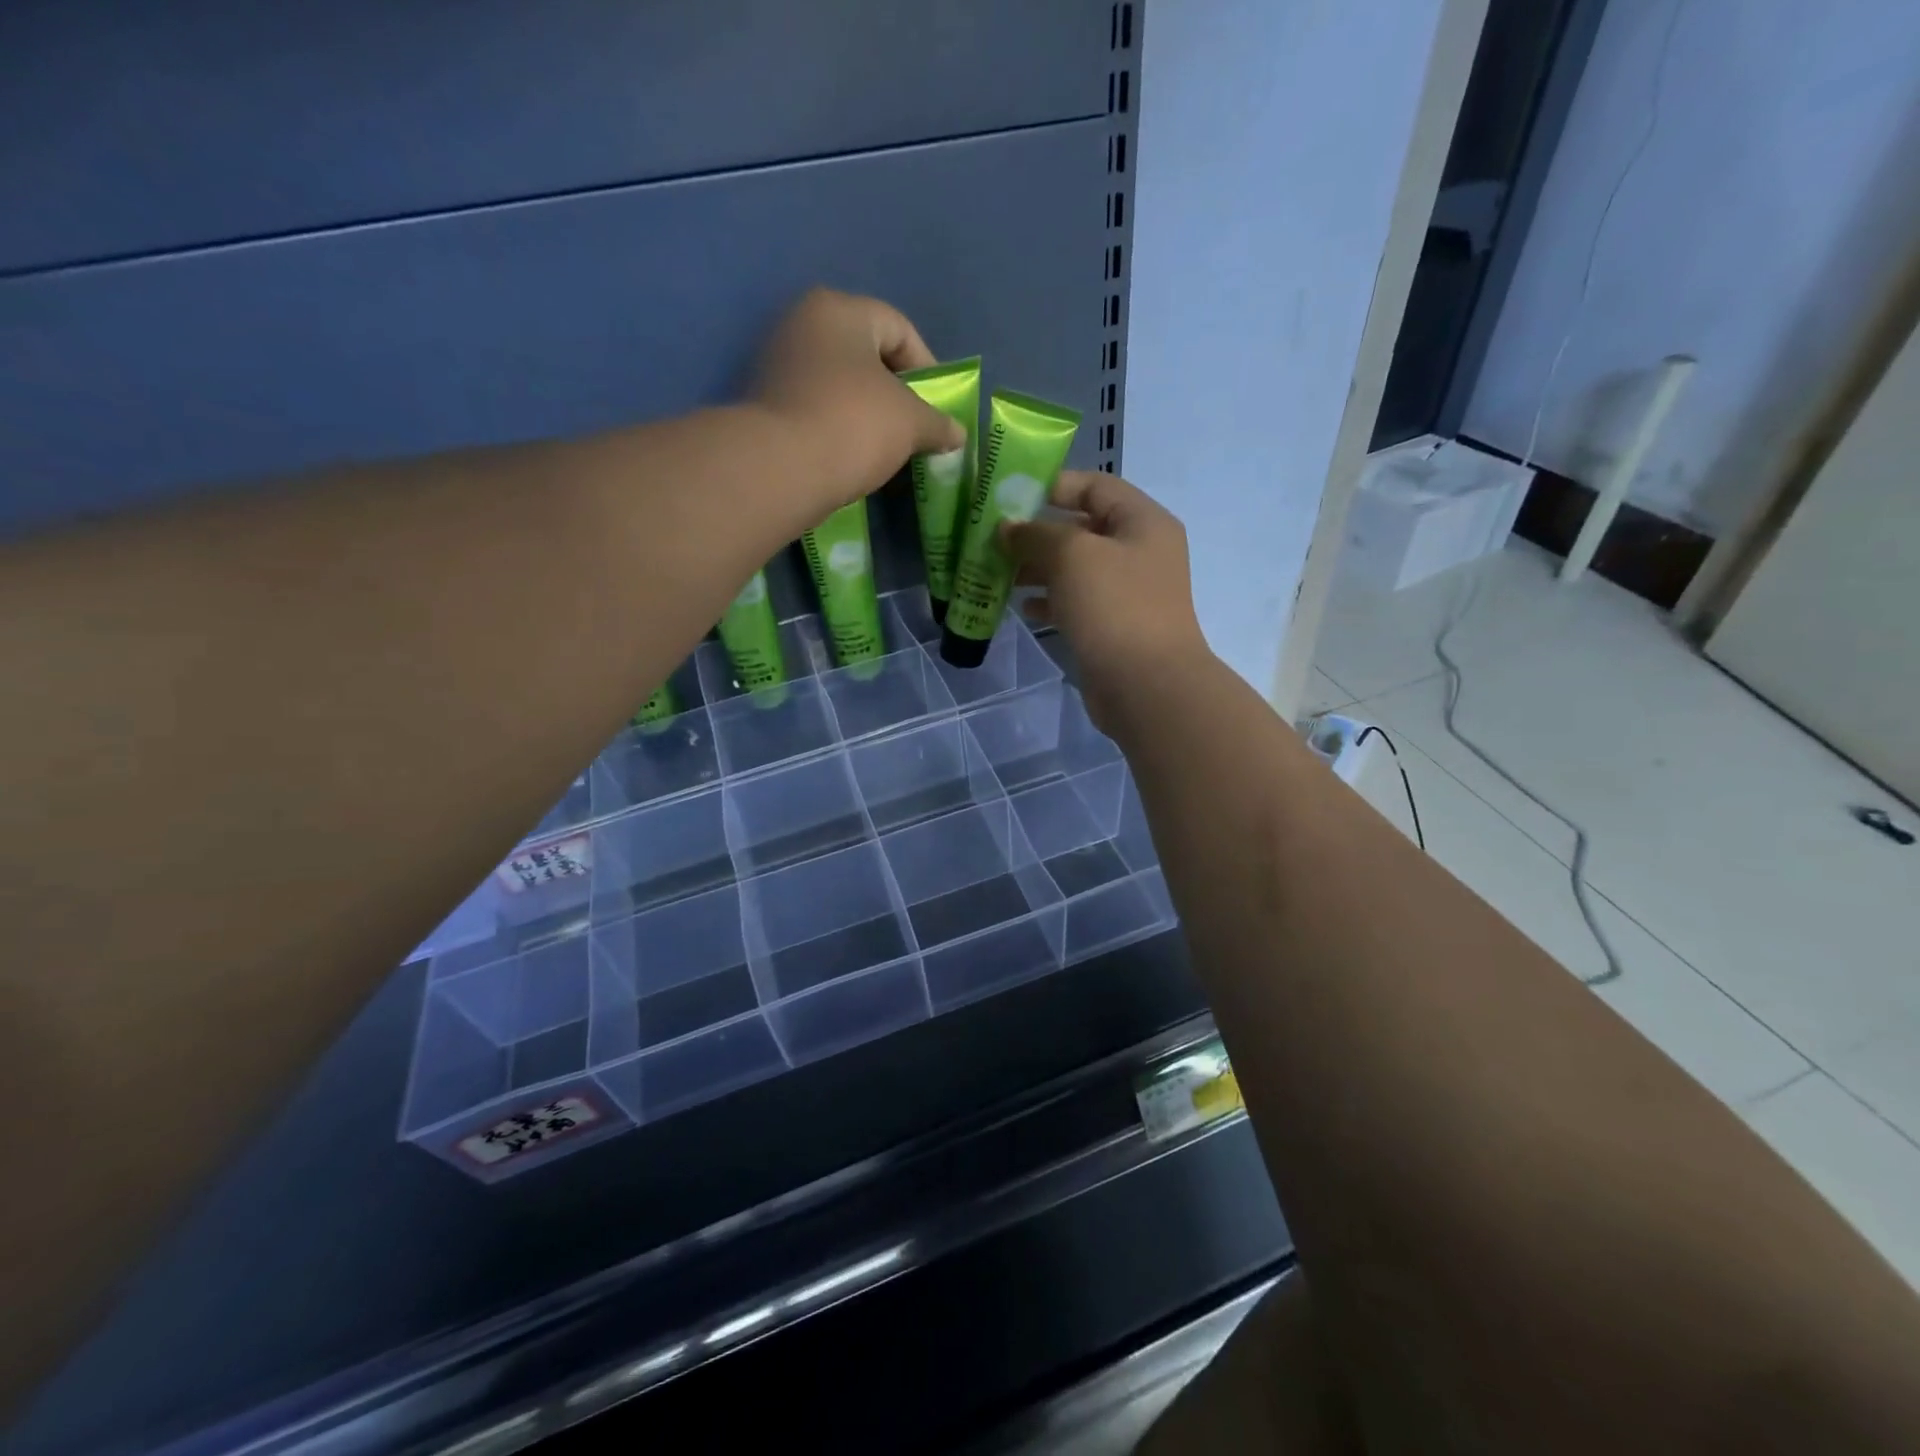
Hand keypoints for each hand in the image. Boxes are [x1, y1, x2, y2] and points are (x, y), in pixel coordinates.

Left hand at [751, 288, 965, 517]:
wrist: (782, 470)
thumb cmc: (854, 425)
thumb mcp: (911, 422)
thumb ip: (938, 423)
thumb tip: (957, 434)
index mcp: (838, 310)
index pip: (898, 328)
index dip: (928, 368)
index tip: (939, 407)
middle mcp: (802, 326)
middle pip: (866, 355)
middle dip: (896, 392)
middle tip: (915, 427)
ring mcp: (778, 365)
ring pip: (840, 385)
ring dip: (867, 413)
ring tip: (886, 448)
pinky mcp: (766, 406)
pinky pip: (817, 410)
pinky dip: (839, 428)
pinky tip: (852, 457)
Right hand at [1001, 471, 1210, 729]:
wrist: (1146, 685)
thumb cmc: (1113, 607)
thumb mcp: (1071, 555)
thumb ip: (1035, 534)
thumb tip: (1008, 528)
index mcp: (1142, 522)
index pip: (1095, 486)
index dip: (1052, 486)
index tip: (1009, 497)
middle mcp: (1140, 551)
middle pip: (1082, 528)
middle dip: (1037, 533)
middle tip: (994, 541)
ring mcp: (1128, 591)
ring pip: (1076, 568)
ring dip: (1038, 569)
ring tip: (1000, 575)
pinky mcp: (1114, 626)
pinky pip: (1076, 602)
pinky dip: (1050, 600)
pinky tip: (1023, 608)